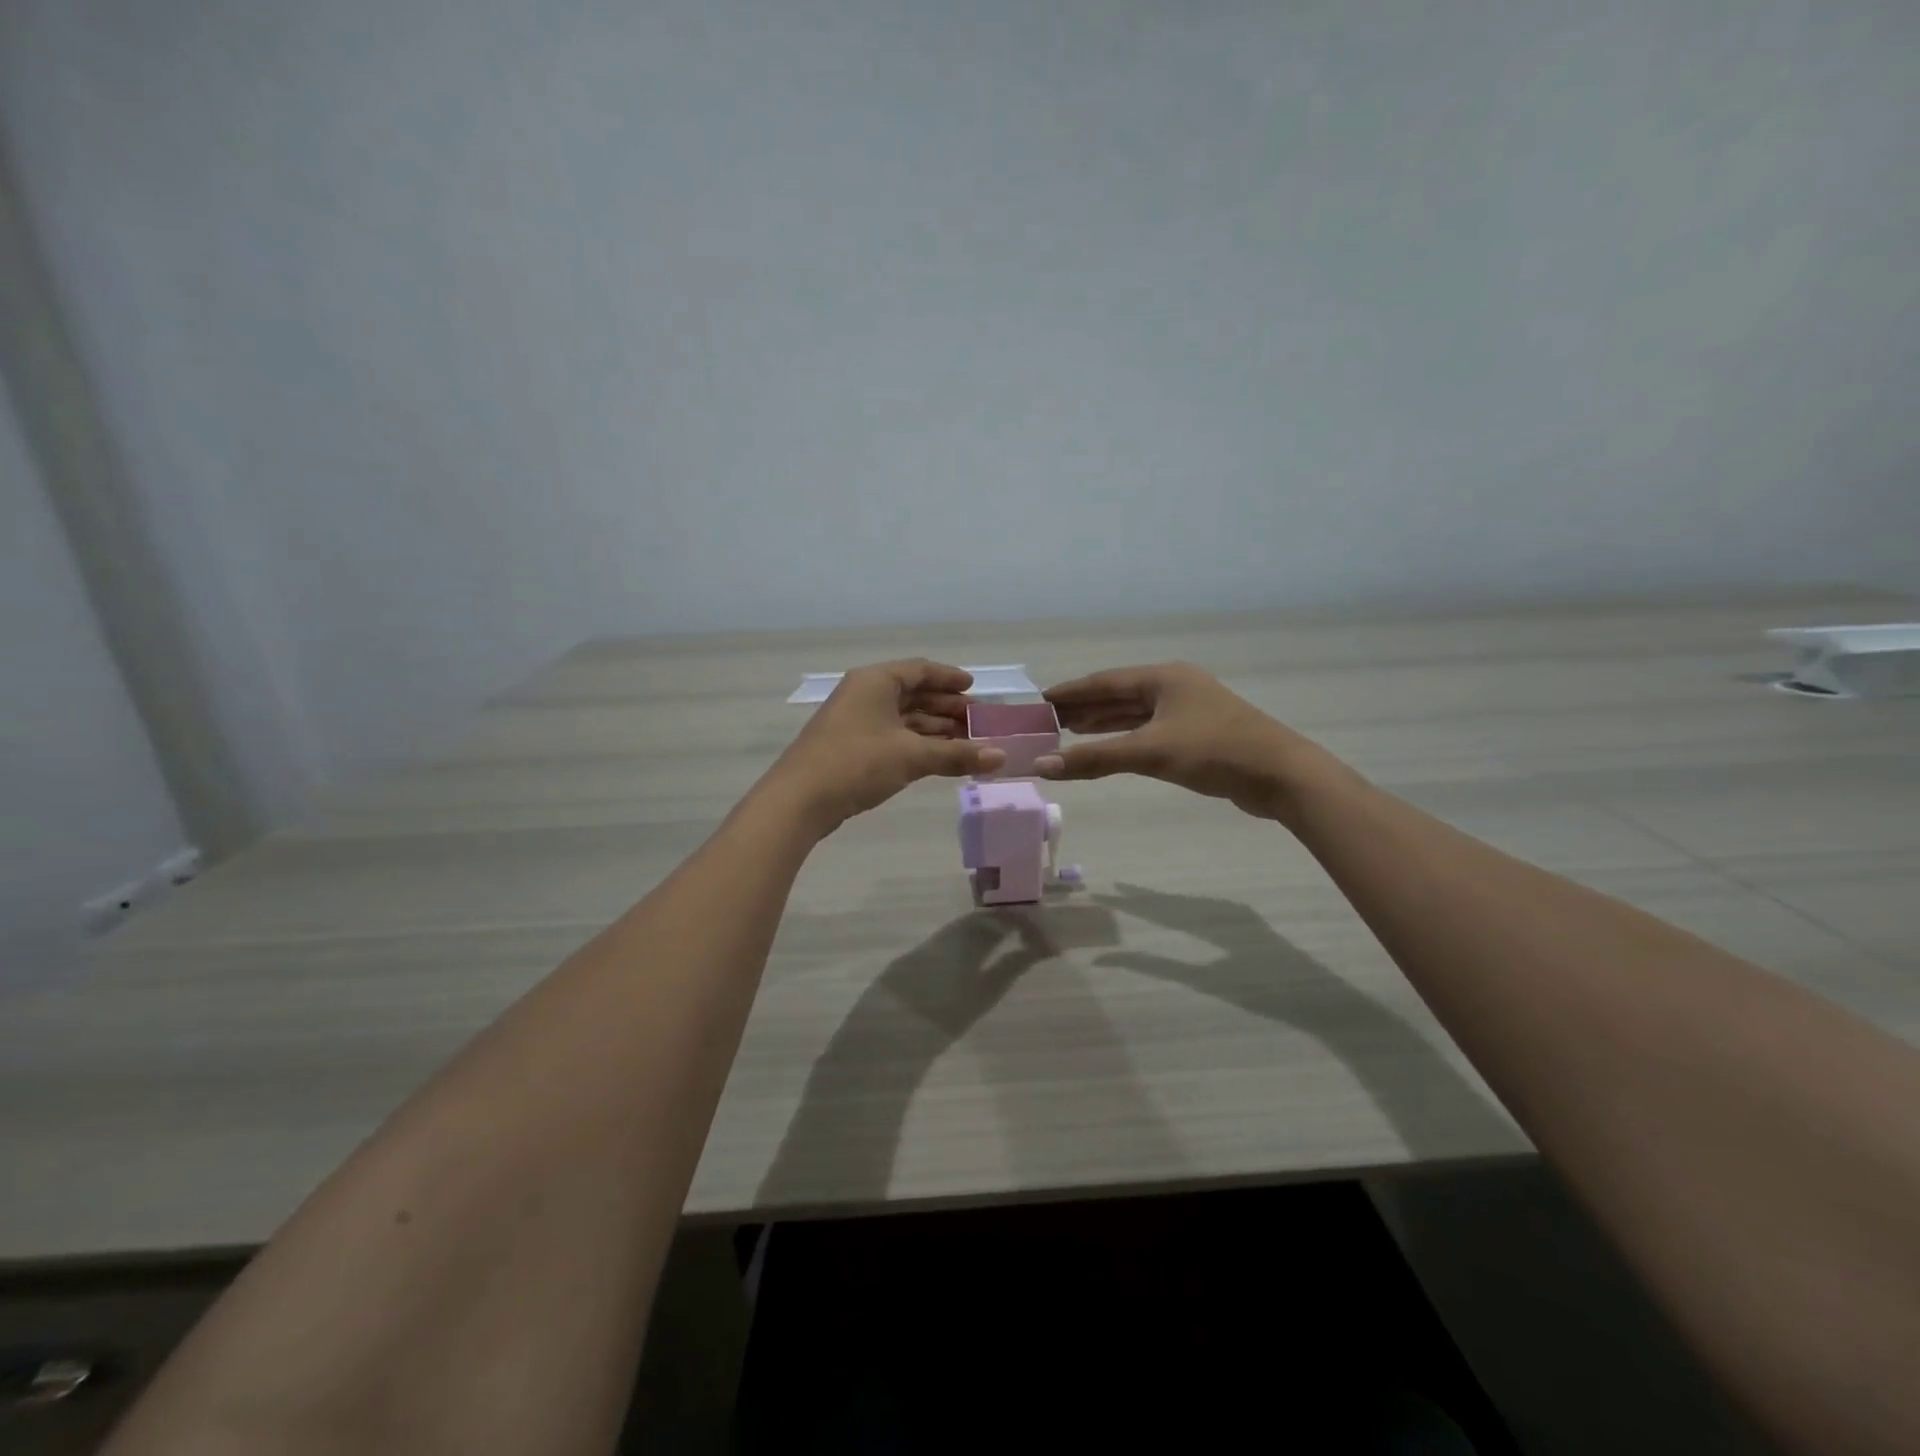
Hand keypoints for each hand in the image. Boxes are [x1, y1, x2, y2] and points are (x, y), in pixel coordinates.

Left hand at [766, 660, 1005, 833]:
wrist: (799, 800)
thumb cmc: (857, 763)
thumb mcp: (912, 756)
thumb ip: (958, 754)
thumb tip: (1002, 757)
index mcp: (876, 681)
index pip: (920, 670)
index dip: (950, 679)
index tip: (974, 689)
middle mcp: (865, 694)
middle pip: (913, 694)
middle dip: (946, 708)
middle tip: (978, 722)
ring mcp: (855, 721)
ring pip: (903, 718)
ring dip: (934, 729)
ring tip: (967, 743)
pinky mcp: (851, 747)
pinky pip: (893, 737)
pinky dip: (917, 744)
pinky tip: (938, 758)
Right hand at [1036, 662, 1329, 820]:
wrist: (1281, 775)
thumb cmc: (1214, 751)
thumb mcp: (1150, 753)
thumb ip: (1095, 759)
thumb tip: (1042, 764)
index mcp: (1164, 677)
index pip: (1105, 681)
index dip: (1072, 691)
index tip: (1041, 700)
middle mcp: (1175, 686)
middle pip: (1119, 694)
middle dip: (1085, 706)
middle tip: (1048, 720)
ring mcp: (1189, 709)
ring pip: (1136, 712)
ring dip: (1104, 721)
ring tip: (1070, 730)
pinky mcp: (1199, 732)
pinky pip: (1151, 728)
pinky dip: (1126, 736)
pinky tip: (1111, 745)